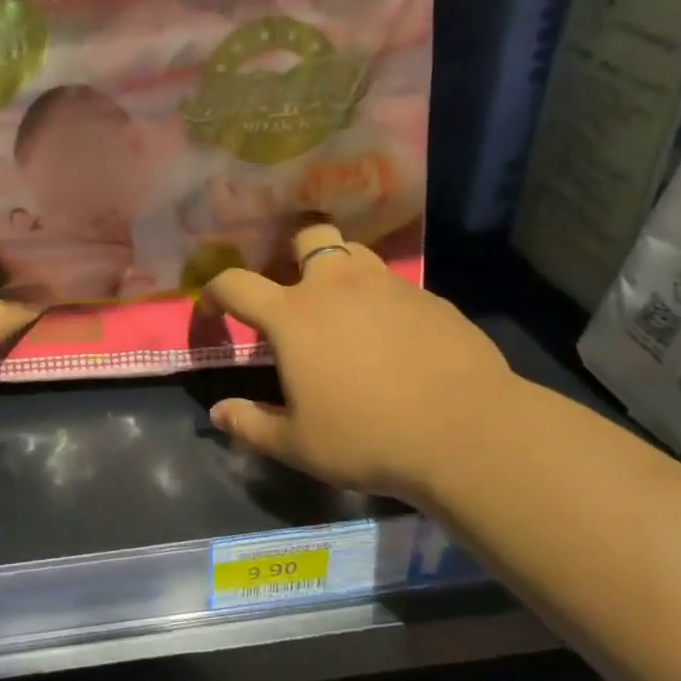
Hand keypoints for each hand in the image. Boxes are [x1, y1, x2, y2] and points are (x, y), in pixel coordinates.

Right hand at [202, 224, 515, 504]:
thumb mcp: (297, 444)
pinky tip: (392, 335)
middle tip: (292, 288)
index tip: (212, 310)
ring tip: (341, 305)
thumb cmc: (368, 437)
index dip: (213, 292)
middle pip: (308, 236)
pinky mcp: (431, 299)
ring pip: (355, 252)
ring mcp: (389, 286)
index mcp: (293, 315)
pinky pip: (394, 284)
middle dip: (291, 251)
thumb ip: (249, 425)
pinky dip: (380, 298)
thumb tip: (217, 413)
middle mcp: (337, 286)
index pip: (234, 284)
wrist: (468, 433)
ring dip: (338, 268)